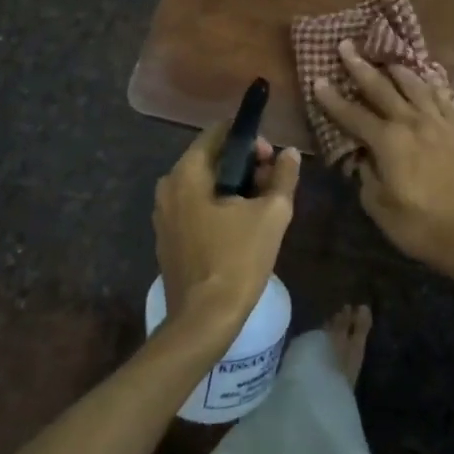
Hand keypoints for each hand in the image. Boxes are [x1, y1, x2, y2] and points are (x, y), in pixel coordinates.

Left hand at [153, 121, 299, 342]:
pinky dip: (218, 206)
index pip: (219, 132)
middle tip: (272, 185)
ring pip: (204, 183)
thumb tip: (290, 153)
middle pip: (212, 157)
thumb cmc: (238, 259)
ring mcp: (164, 213)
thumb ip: (283, 176)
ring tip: (261, 207)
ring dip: (234, 186)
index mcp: (187, 172)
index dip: (250, 139)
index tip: (272, 160)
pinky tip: (240, 227)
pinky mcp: (167, 237)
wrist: (203, 320)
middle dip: (245, 164)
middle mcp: (168, 186)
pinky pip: (195, 206)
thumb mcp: (272, 214)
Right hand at [313, 41, 453, 285]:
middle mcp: (413, 123)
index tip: (318, 79)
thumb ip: (366, 174)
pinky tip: (425, 80)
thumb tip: (360, 156)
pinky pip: (442, 98)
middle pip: (382, 88)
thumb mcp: (379, 206)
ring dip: (397, 70)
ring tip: (386, 58)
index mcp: (389, 141)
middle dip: (361, 67)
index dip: (333, 98)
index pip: (353, 114)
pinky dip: (430, 85)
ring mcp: (439, 123)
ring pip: (415, 86)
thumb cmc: (420, 226)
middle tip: (346, 46)